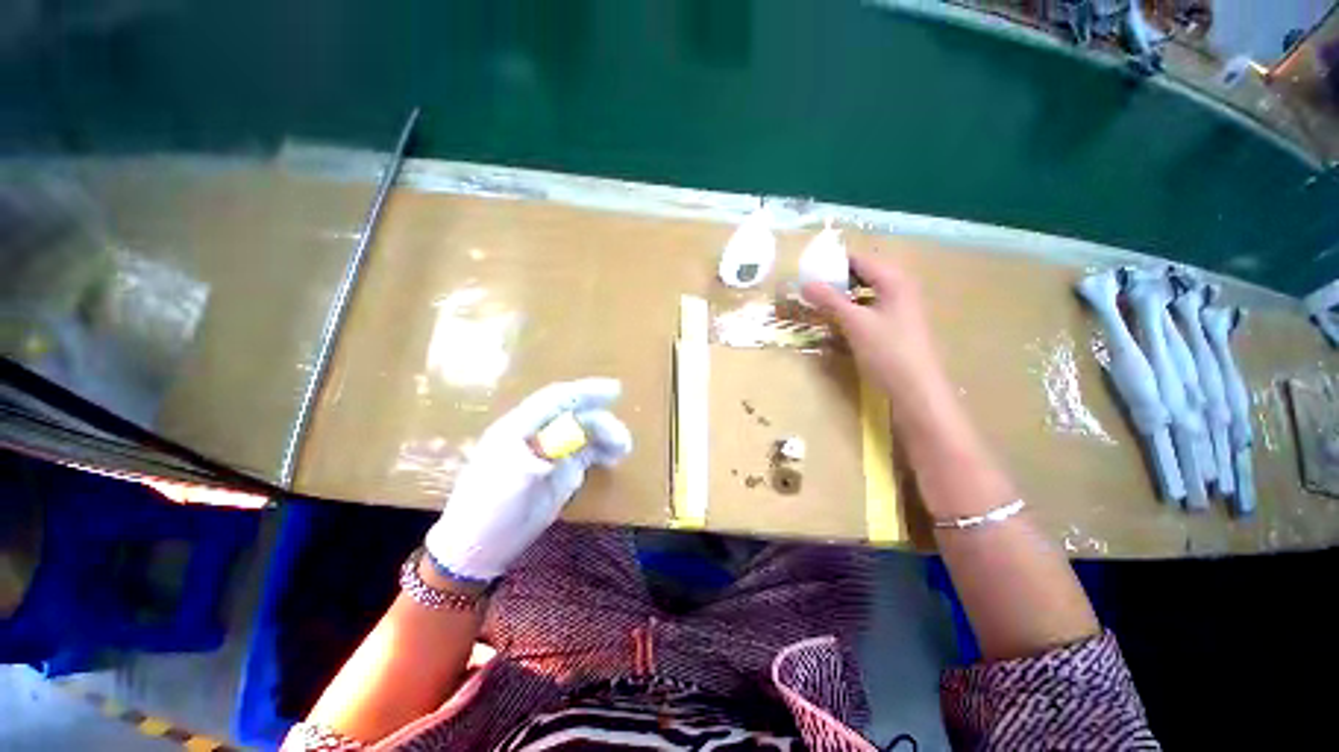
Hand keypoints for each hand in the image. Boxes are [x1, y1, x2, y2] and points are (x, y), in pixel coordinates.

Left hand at [424, 378, 631, 581]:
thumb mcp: (513, 481)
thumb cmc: (489, 511)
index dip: (586, 391)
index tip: (616, 390)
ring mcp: (551, 451)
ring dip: (606, 436)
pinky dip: (603, 451)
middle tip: (622, 440)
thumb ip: (544, 454)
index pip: (557, 399)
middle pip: (576, 415)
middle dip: (602, 420)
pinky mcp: (561, 470)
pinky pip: (587, 451)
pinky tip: (614, 458)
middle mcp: (538, 433)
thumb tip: (572, 442)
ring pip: (585, 432)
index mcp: (520, 427)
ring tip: (623, 449)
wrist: (479, 548)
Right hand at [802, 251, 943, 397]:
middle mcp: (900, 287)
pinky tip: (838, 321)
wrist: (916, 389)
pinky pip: (870, 308)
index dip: (832, 262)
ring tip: (818, 303)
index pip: (858, 259)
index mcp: (894, 280)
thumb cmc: (887, 351)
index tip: (807, 270)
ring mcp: (900, 307)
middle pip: (862, 274)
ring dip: (842, 296)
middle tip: (809, 288)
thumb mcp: (855, 323)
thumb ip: (830, 300)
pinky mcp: (896, 325)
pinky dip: (852, 310)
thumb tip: (805, 283)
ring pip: (865, 293)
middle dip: (835, 280)